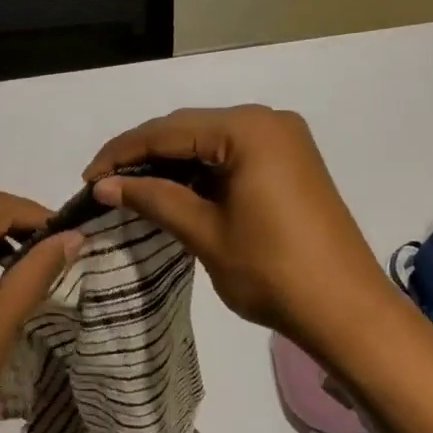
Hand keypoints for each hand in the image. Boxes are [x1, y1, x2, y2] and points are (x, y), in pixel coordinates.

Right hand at [83, 105, 393, 354]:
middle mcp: (269, 122)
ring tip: (132, 190)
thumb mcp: (205, 233)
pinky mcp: (292, 164)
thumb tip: (105, 185)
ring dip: (172, 163)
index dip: (122, 153)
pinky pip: (234, 156)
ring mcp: (285, 142)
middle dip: (145, 155)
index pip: (169, 130)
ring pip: (211, 142)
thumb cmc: (272, 271)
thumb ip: (154, 199)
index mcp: (248, 130)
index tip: (87, 178)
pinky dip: (202, 173)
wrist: (346, 310)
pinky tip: (176, 192)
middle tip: (106, 184)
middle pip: (190, 129)